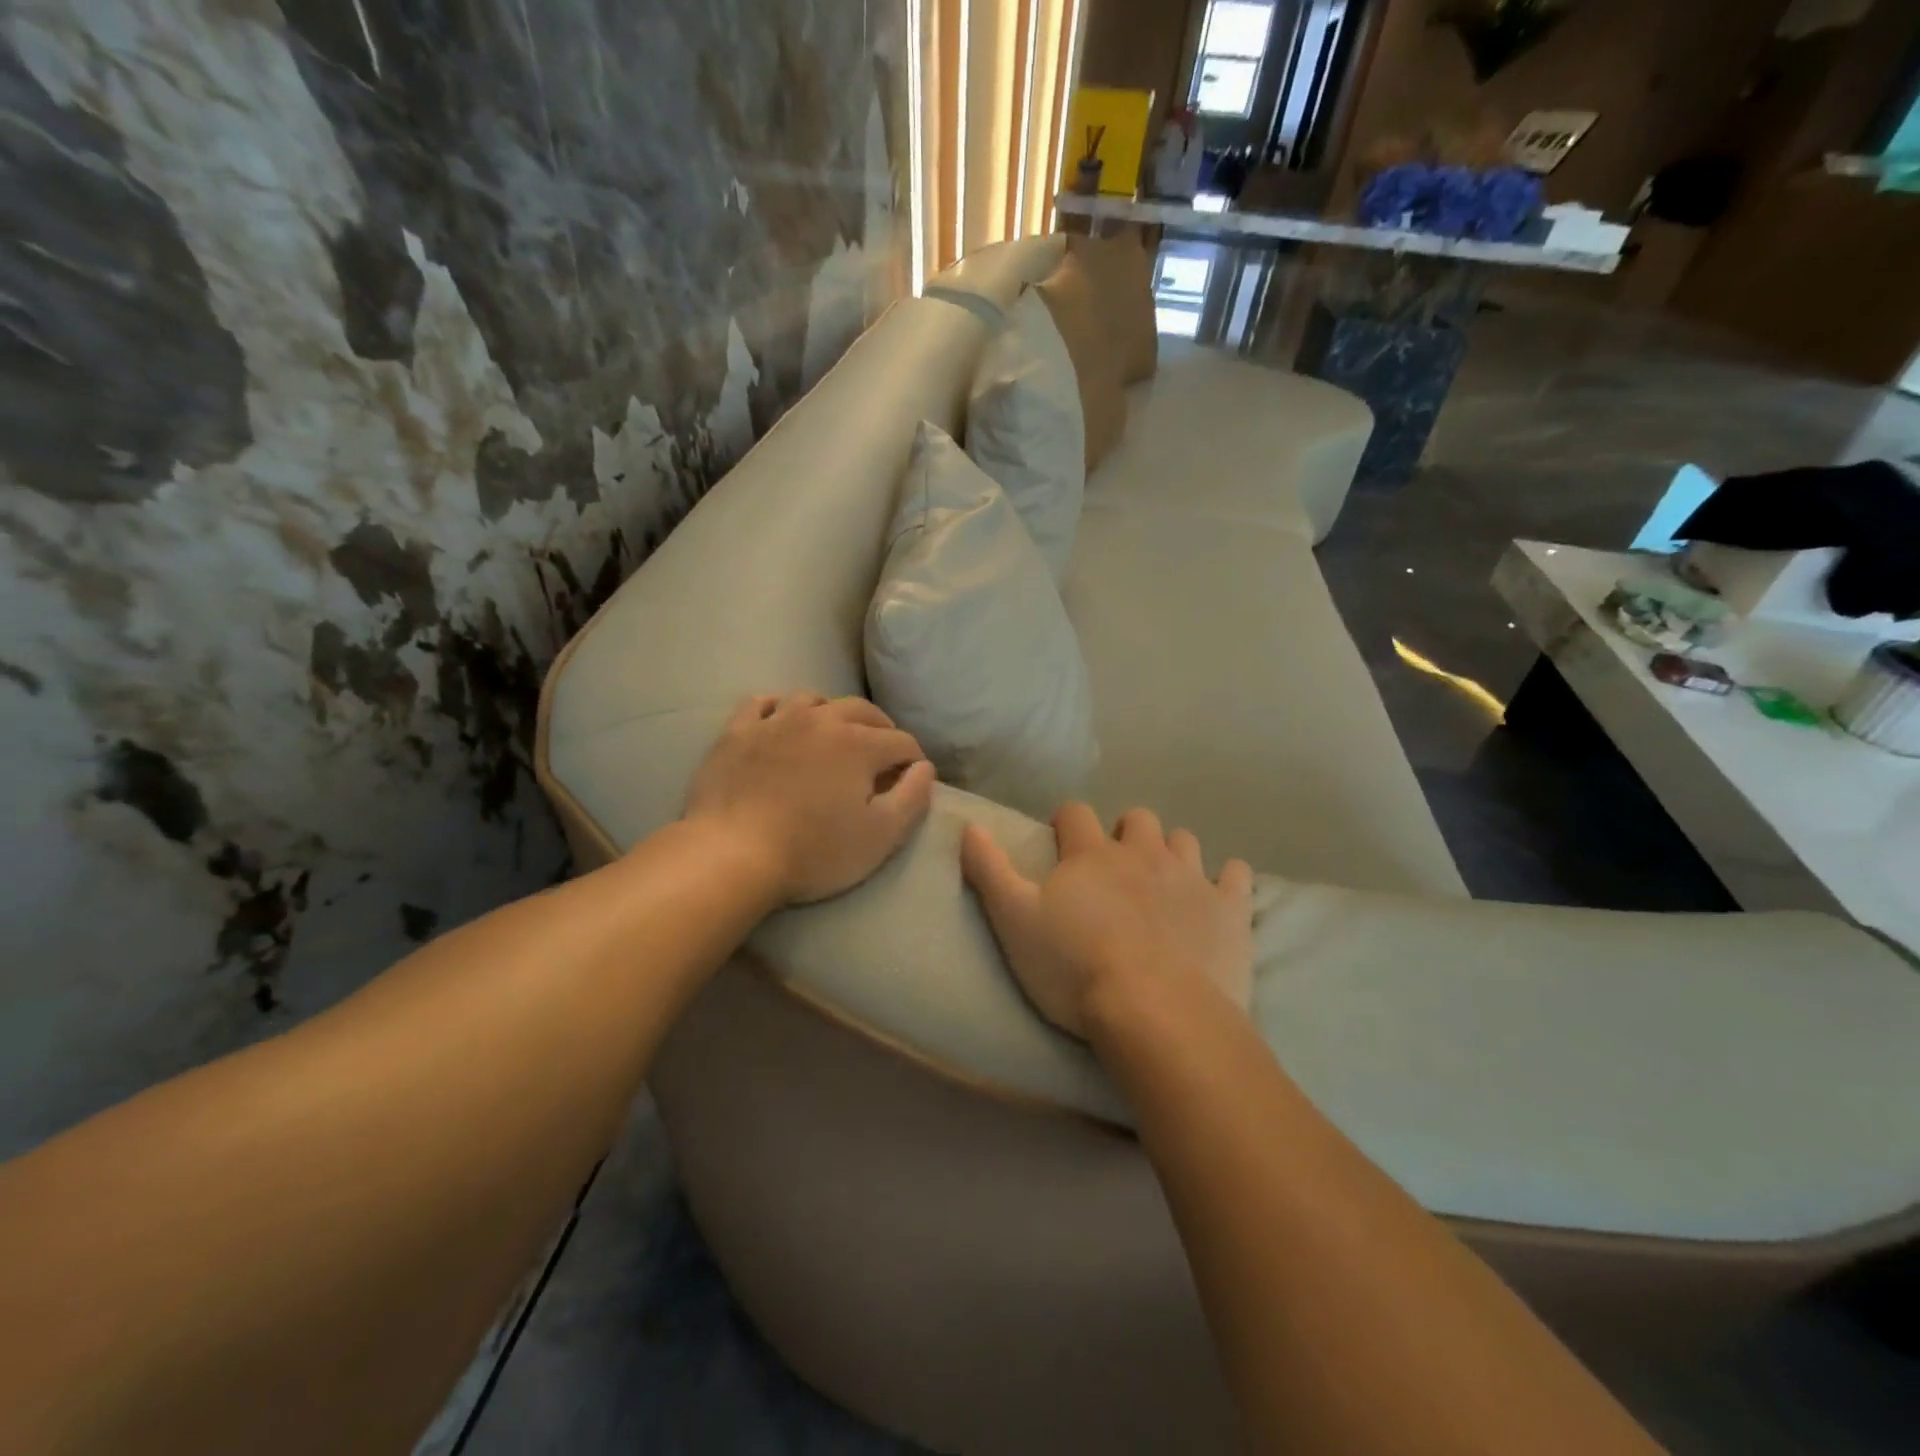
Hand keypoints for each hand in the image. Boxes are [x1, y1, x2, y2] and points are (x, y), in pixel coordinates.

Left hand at [685, 692, 936, 904]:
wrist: (731, 855)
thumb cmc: (814, 852)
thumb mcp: (880, 837)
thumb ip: (913, 798)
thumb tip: (924, 768)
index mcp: (859, 744)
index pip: (901, 742)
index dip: (913, 760)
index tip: (912, 780)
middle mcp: (821, 720)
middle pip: (863, 711)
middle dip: (881, 729)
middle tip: (883, 754)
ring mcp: (775, 721)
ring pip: (813, 699)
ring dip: (832, 713)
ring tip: (834, 735)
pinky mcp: (737, 732)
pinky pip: (761, 703)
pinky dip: (778, 708)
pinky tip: (780, 722)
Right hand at [961, 804, 1253, 1038]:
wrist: (1155, 1012)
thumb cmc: (1074, 968)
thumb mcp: (1014, 921)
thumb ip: (989, 870)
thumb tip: (969, 825)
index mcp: (1091, 854)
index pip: (1076, 813)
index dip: (1068, 824)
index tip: (1062, 844)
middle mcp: (1142, 852)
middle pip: (1137, 819)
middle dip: (1125, 833)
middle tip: (1116, 868)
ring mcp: (1191, 877)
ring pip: (1184, 840)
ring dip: (1171, 852)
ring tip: (1163, 882)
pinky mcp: (1229, 908)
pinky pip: (1236, 874)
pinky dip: (1226, 879)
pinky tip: (1217, 896)